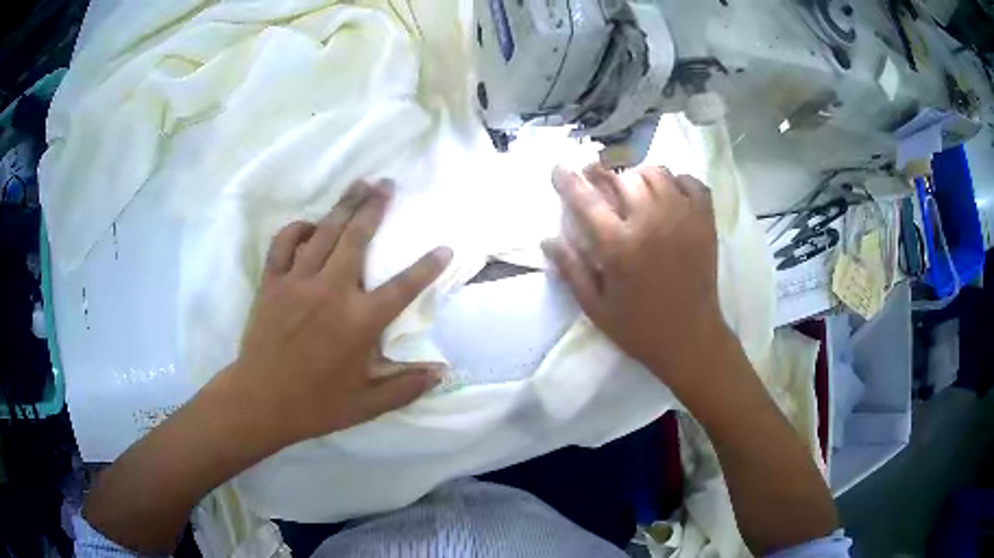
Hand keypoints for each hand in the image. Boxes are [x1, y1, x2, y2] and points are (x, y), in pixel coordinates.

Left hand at [228, 180, 451, 445]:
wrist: (261, 401)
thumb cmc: (316, 404)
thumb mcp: (367, 403)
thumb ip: (407, 385)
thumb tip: (443, 372)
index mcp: (358, 322)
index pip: (403, 287)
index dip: (427, 266)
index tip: (444, 247)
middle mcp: (330, 292)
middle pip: (358, 238)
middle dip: (375, 207)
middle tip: (388, 184)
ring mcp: (297, 282)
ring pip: (325, 232)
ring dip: (344, 205)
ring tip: (360, 184)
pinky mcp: (272, 283)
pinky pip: (284, 243)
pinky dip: (298, 228)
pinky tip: (311, 224)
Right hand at [542, 164, 730, 394]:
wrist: (690, 339)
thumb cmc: (639, 328)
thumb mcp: (596, 308)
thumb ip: (571, 271)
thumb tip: (547, 240)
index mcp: (619, 246)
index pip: (586, 200)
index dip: (568, 181)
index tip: (558, 168)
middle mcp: (650, 223)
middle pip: (622, 177)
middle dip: (604, 173)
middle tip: (597, 179)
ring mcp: (682, 218)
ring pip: (657, 172)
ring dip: (640, 175)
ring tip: (634, 189)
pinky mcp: (705, 222)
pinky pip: (692, 182)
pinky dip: (678, 182)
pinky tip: (669, 195)